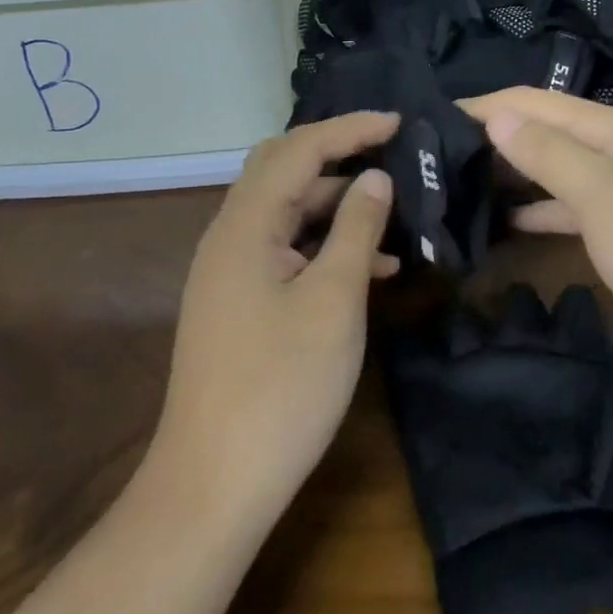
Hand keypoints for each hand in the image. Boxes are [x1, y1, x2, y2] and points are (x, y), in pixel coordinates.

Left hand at [147, 112, 400, 528]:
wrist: (211, 489)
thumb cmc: (280, 388)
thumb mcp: (334, 301)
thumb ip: (357, 229)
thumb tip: (376, 177)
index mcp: (246, 225)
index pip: (301, 148)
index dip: (352, 129)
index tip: (401, 124)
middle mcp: (231, 235)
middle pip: (284, 167)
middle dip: (338, 153)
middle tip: (390, 152)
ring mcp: (231, 270)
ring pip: (287, 210)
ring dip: (336, 203)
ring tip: (394, 211)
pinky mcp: (239, 301)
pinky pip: (286, 248)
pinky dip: (324, 243)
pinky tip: (371, 267)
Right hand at [459, 89, 612, 386]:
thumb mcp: (604, 198)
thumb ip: (548, 154)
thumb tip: (496, 115)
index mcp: (610, 128)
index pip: (532, 102)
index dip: (483, 106)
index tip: (429, 120)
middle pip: (543, 130)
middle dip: (493, 137)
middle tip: (435, 157)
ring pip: (555, 168)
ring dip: (513, 173)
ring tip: (458, 185)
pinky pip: (572, 205)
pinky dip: (540, 208)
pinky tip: (508, 222)